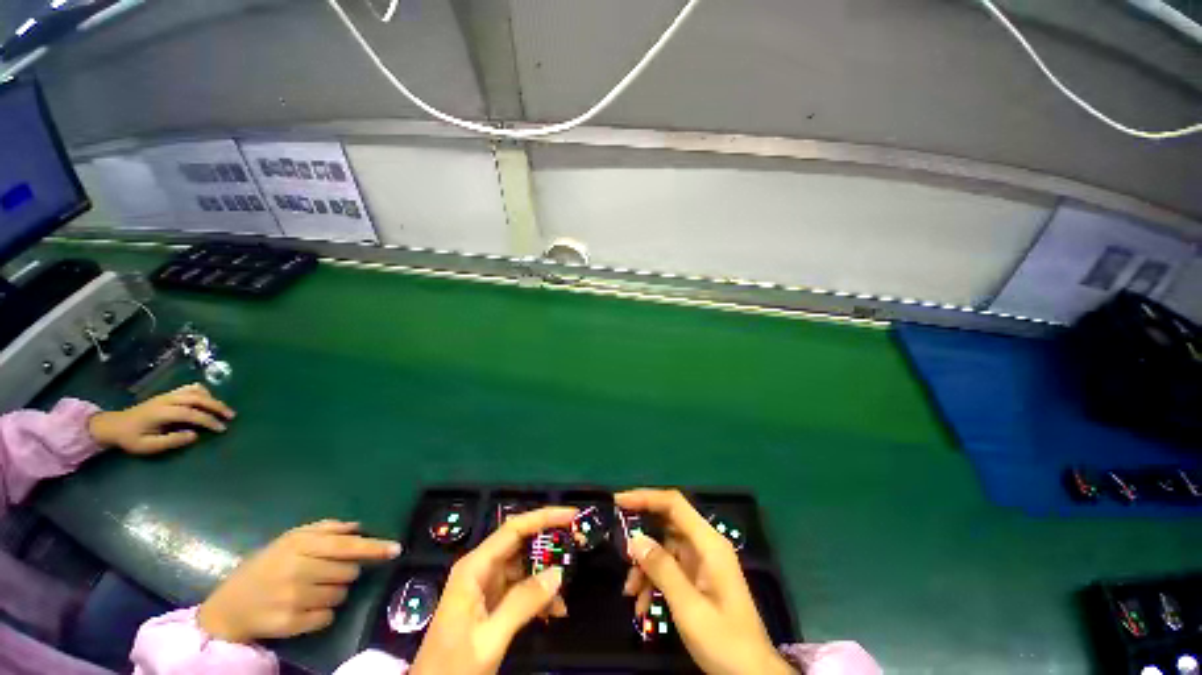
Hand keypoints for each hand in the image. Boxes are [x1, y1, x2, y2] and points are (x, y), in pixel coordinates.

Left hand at [88, 383, 235, 454]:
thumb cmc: (131, 438)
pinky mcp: (169, 394)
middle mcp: (167, 400)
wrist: (114, 425)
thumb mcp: (147, 446)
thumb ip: (171, 441)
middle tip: (231, 416)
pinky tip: (207, 400)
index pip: (191, 414)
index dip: (209, 420)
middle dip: (217, 406)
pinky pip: (190, 388)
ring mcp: (168, 395)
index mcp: (162, 412)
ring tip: (222, 409)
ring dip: (212, 398)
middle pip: (198, 398)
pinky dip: (203, 392)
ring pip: (196, 390)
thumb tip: (194, 435)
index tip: (222, 429)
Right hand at [198, 520, 401, 643]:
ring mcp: (293, 599)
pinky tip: (304, 608)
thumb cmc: (264, 568)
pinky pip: (327, 617)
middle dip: (345, 572)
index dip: (374, 548)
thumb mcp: (289, 540)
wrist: (228, 608)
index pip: (347, 545)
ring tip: (310, 590)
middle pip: (349, 571)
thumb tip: (358, 526)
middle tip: (322, 574)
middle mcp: (297, 570)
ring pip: (341, 594)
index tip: (396, 549)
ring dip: (334, 592)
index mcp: (298, 546)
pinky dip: (323, 613)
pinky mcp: (291, 624)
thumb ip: (325, 529)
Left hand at [410, 507, 576, 674]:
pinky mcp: (492, 602)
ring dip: (546, 574)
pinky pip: (521, 588)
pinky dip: (539, 596)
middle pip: (520, 542)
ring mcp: (486, 585)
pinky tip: (555, 611)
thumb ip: (523, 603)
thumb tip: (557, 573)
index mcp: (475, 567)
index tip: (572, 516)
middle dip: (549, 542)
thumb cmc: (453, 666)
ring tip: (569, 584)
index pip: (514, 529)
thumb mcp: (490, 638)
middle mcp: (481, 568)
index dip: (544, 517)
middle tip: (578, 543)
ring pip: (524, 566)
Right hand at [617, 489, 793, 674]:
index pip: (674, 504)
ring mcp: (702, 563)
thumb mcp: (689, 608)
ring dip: (645, 566)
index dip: (646, 497)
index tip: (618, 502)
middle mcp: (705, 546)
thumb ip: (662, 569)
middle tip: (619, 549)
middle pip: (667, 524)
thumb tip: (635, 538)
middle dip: (642, 536)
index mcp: (709, 543)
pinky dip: (654, 581)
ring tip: (631, 592)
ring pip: (664, 548)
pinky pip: (669, 568)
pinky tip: (643, 604)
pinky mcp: (698, 579)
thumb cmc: (725, 641)